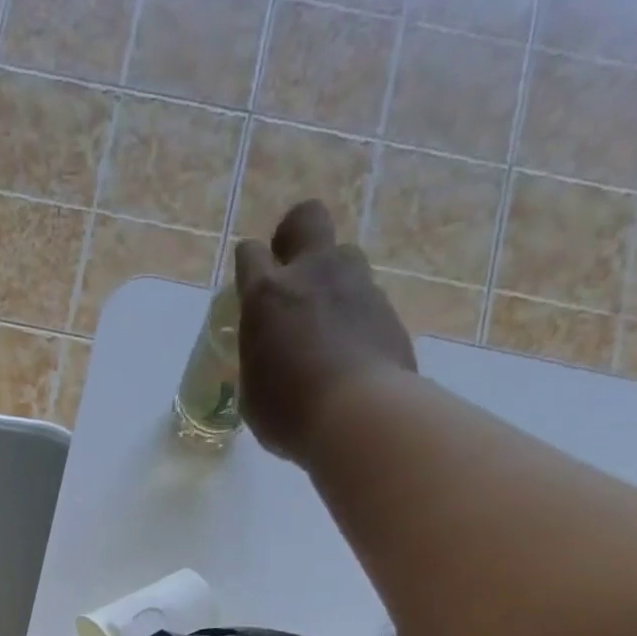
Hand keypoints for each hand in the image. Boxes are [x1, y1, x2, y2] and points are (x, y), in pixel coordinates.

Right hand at [234, 199, 416, 465]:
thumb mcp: (253, 393)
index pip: (249, 253)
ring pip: (344, 255)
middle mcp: (313, 274)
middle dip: (295, 237)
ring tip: (326, 322)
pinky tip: (351, 352)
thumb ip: (258, 360)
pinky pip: (367, 299)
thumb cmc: (289, 412)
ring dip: (331, 280)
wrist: (360, 417)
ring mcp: (356, 286)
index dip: (248, 267)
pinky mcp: (388, 309)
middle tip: (290, 273)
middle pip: (306, 219)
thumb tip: (269, 356)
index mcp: (267, 295)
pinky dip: (356, 317)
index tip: (249, 289)